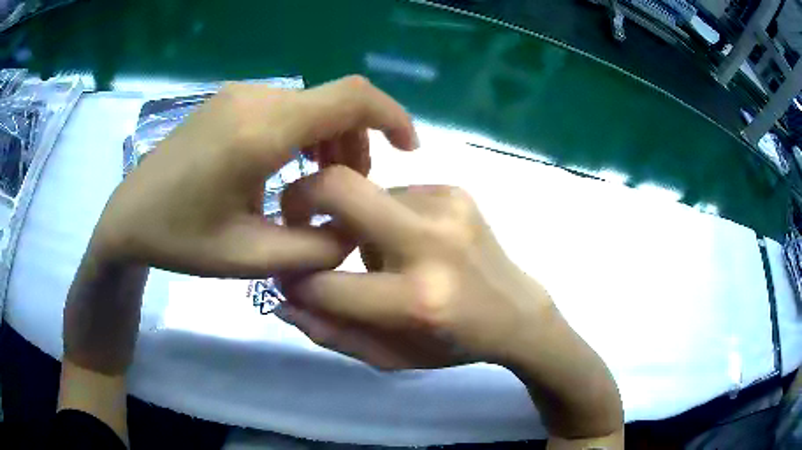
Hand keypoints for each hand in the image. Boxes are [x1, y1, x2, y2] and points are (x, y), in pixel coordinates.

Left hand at [90, 76, 417, 275]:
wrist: (128, 217)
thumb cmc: (181, 239)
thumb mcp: (252, 258)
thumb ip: (316, 248)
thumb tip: (356, 229)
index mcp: (260, 131)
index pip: (351, 98)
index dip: (393, 116)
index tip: (409, 150)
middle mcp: (255, 98)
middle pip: (336, 102)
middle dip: (358, 144)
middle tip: (346, 194)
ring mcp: (240, 95)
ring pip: (312, 105)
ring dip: (331, 141)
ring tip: (316, 186)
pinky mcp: (230, 101)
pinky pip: (287, 108)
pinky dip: (306, 135)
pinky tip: (288, 169)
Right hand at [278, 171, 623, 443]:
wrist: (518, 311)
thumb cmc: (452, 345)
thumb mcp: (390, 358)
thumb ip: (332, 334)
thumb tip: (283, 301)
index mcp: (417, 301)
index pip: (324, 283)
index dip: (294, 280)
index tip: (289, 278)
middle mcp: (432, 244)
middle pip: (339, 188)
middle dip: (300, 198)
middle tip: (296, 219)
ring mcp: (447, 207)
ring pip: (365, 191)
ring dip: (354, 221)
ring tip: (376, 251)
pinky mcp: (456, 190)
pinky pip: (395, 192)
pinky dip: (385, 215)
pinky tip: (407, 240)